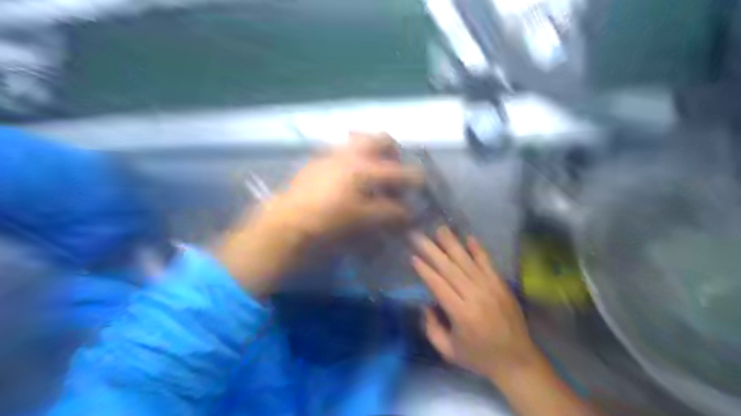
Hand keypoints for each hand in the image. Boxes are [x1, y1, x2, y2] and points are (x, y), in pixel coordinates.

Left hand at [217, 133, 422, 295]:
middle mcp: (350, 153)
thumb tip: (406, 212)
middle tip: (395, 171)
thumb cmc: (328, 223)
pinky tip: (348, 178)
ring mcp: (332, 153)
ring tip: (372, 172)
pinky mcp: (317, 160)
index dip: (414, 181)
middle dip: (394, 151)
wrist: (286, 222)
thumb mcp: (364, 220)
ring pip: (359, 139)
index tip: (418, 189)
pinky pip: (341, 149)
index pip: (400, 173)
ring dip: (372, 150)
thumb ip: (389, 213)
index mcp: (364, 168)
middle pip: (381, 138)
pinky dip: (352, 156)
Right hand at [411, 225, 541, 377]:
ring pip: (467, 261)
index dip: (424, 270)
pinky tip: (469, 238)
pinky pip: (488, 263)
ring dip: (452, 244)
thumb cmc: (479, 357)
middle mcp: (476, 296)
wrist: (517, 360)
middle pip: (450, 269)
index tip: (413, 257)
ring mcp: (491, 288)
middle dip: (432, 251)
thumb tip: (426, 304)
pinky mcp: (501, 285)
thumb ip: (432, 328)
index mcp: (461, 314)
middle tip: (418, 236)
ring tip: (440, 230)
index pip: (438, 285)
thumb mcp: (448, 351)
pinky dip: (478, 250)